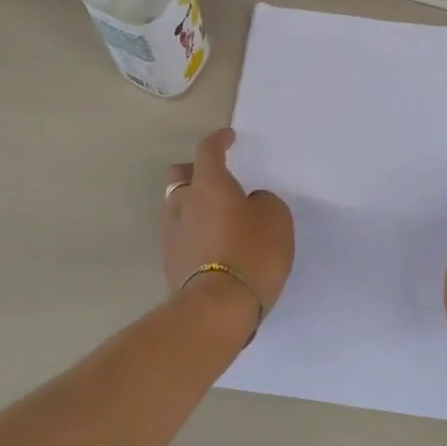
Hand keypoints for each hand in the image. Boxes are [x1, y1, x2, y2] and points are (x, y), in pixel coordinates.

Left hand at [163, 129, 294, 321]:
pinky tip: (214, 246)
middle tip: (217, 180)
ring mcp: (172, 233)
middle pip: (181, 175)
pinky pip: (182, 234)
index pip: (208, 150)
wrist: (217, 308)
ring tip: (219, 219)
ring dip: (195, 205)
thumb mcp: (276, 219)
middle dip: (196, 171)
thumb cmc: (252, 253)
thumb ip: (263, 202)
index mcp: (209, 184)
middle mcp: (183, 202)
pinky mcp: (170, 261)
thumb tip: (249, 204)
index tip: (228, 137)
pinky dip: (196, 233)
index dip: (218, 140)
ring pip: (178, 206)